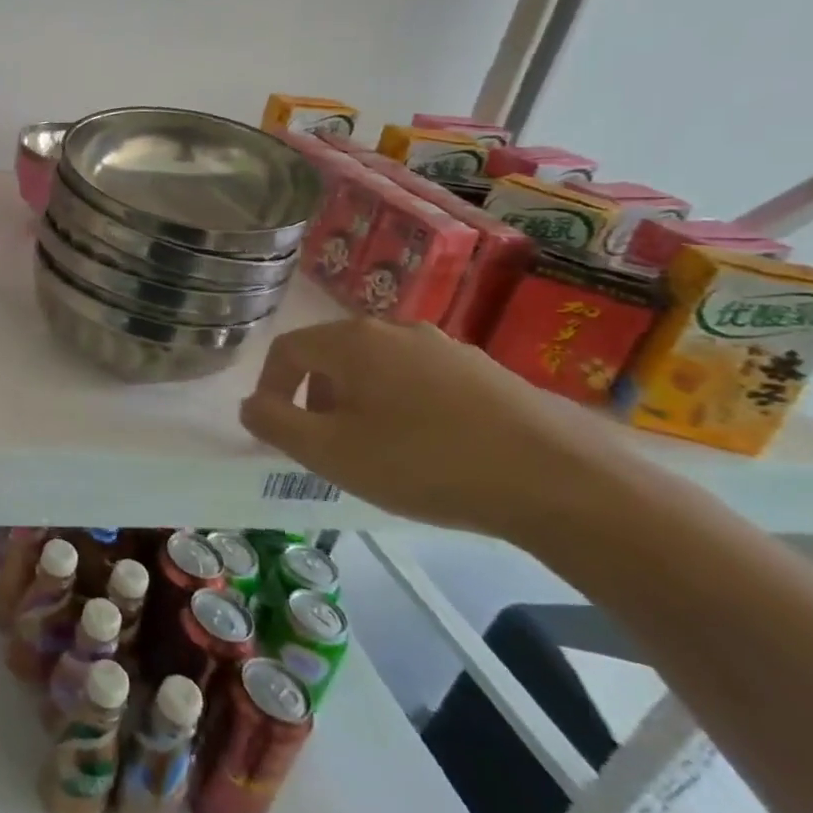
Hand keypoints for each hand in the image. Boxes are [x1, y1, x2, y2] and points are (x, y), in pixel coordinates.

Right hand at [238, 318, 636, 542]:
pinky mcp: (487, 372)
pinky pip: (421, 381)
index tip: (277, 429)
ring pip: (378, 368)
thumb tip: (251, 405)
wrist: (561, 482)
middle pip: (332, 356)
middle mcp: (395, 330)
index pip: (287, 350)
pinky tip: (428, 449)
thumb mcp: (329, 452)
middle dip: (315, 398)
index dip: (270, 387)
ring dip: (360, 403)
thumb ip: (274, 424)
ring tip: (376, 450)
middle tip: (325, 444)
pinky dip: (404, 407)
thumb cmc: (424, 462)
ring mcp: (446, 347)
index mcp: (352, 340)